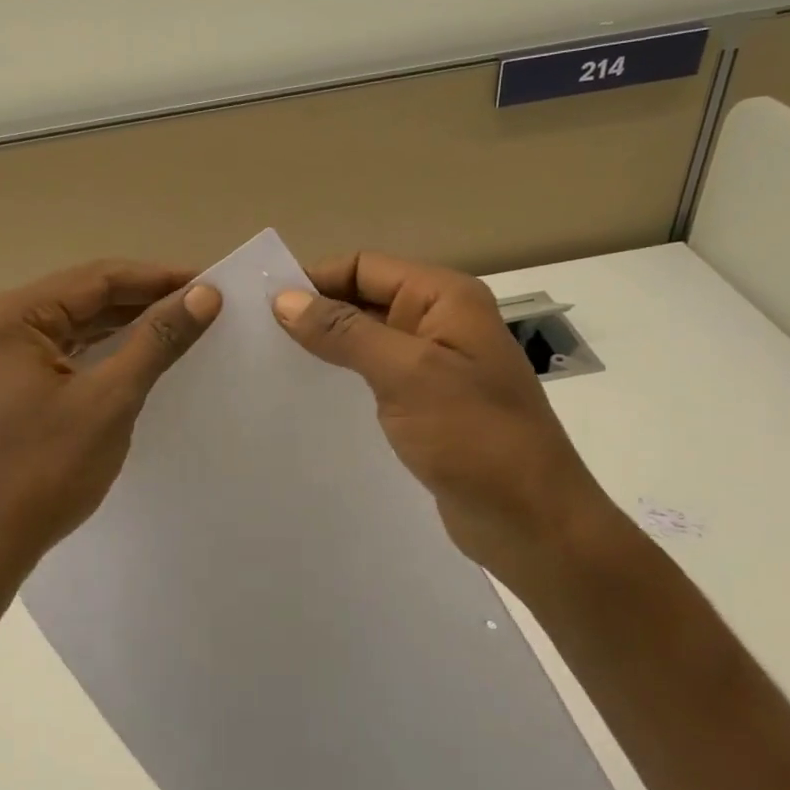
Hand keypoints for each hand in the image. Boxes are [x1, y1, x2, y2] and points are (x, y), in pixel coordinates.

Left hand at [0, 260, 221, 588]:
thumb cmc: (43, 471)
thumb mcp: (109, 400)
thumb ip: (156, 340)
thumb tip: (204, 294)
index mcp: (11, 315)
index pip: (98, 278)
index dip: (158, 278)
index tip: (211, 282)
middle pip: (85, 298)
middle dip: (144, 300)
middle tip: (204, 304)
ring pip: (76, 326)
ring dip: (126, 326)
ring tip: (182, 325)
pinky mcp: (7, 386)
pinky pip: (65, 354)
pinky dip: (103, 353)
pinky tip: (140, 355)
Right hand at [272, 252, 621, 589]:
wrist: (532, 522)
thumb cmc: (474, 438)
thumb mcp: (406, 374)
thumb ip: (345, 332)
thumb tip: (284, 300)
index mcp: (445, 298)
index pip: (364, 267)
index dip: (315, 280)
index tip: (262, 308)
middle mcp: (440, 322)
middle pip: (364, 300)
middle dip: (315, 314)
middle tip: (257, 339)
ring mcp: (434, 366)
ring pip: (366, 341)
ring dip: (325, 349)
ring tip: (272, 367)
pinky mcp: (426, 406)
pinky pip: (375, 379)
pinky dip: (343, 381)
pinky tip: (308, 399)